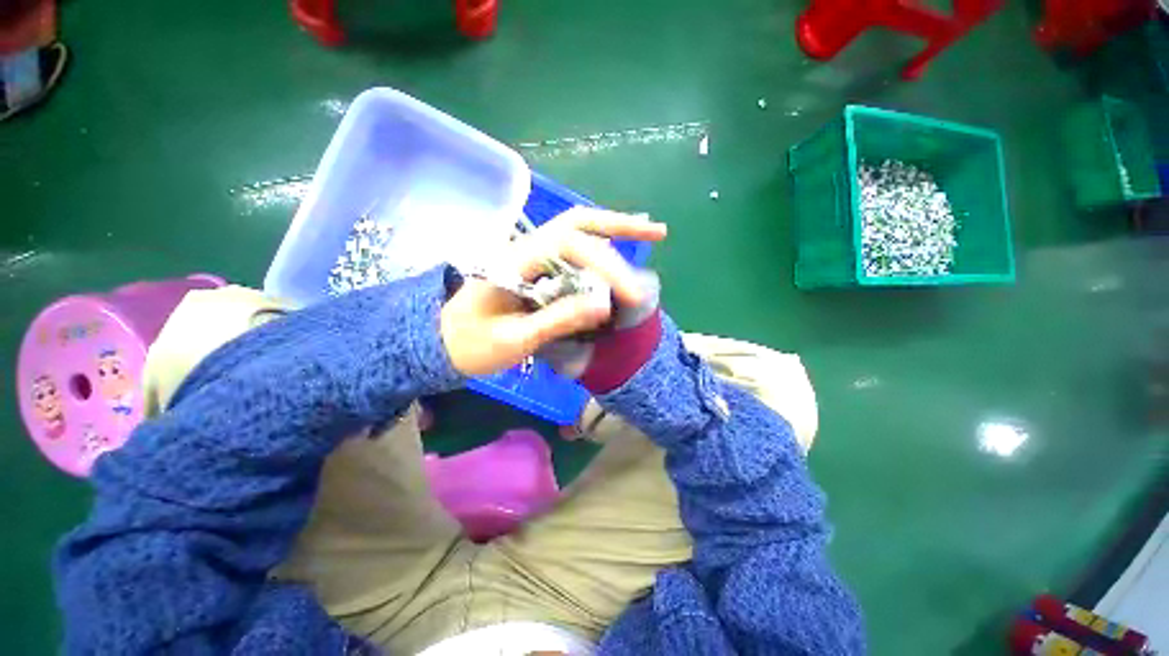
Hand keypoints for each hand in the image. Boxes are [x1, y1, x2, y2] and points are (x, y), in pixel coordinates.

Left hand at [440, 207, 666, 376]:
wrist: (441, 343)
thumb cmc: (471, 345)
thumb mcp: (513, 339)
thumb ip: (557, 319)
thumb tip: (605, 305)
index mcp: (515, 261)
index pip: (570, 244)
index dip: (606, 265)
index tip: (629, 295)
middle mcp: (525, 249)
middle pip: (577, 224)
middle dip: (619, 227)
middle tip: (658, 234)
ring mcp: (531, 256)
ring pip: (577, 232)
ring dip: (614, 231)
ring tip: (650, 234)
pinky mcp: (537, 269)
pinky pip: (573, 251)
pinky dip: (600, 249)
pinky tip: (619, 252)